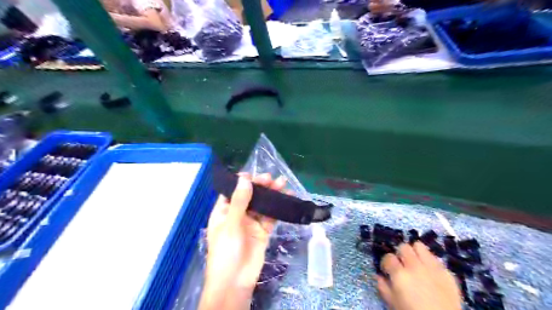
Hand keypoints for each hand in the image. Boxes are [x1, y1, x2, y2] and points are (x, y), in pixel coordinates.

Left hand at [198, 173, 283, 308]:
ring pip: (262, 204)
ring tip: (282, 183)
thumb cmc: (226, 251)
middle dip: (259, 186)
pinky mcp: (263, 231)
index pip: (232, 192)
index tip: (252, 174)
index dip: (241, 182)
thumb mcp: (230, 225)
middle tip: (271, 178)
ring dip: (271, 194)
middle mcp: (237, 215)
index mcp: (223, 212)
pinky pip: (271, 216)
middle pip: (249, 196)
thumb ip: (239, 201)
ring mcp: (251, 223)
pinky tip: (286, 198)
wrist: (236, 281)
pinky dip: (278, 208)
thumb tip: (245, 178)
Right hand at [377, 242, 462, 309]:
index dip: (386, 263)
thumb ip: (383, 287)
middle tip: (402, 265)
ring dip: (415, 252)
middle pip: (403, 247)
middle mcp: (415, 266)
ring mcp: (432, 267)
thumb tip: (379, 275)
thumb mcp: (392, 303)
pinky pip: (435, 257)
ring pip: (419, 246)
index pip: (388, 257)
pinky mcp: (447, 272)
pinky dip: (429, 261)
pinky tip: (429, 271)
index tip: (387, 270)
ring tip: (415, 262)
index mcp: (400, 274)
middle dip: (400, 255)